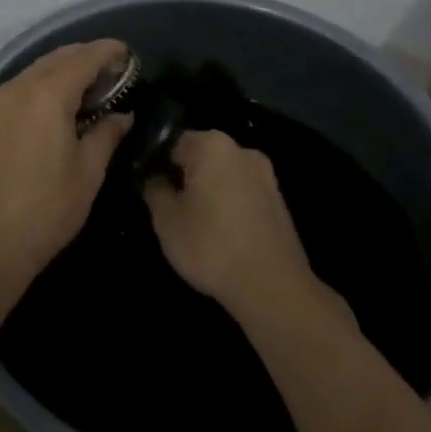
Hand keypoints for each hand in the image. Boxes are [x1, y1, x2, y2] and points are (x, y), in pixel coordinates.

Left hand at [0, 40, 133, 282]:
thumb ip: (107, 134)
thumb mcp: (88, 171)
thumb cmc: (47, 207)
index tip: (130, 54)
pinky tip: (69, 99)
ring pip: (42, 66)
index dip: (109, 51)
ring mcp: (4, 98)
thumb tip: (123, 115)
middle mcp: (23, 85)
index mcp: (49, 93)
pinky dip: (51, 79)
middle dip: (89, 56)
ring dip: (69, 66)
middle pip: (61, 56)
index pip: (85, 58)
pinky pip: (28, 81)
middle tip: (118, 71)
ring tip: (97, 84)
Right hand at [143, 130, 351, 330]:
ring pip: (223, 177)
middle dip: (185, 178)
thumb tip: (156, 179)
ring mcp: (266, 176)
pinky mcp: (280, 203)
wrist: (273, 289)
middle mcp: (242, 151)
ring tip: (197, 227)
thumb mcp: (166, 220)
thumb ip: (155, 190)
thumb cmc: (211, 246)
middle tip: (171, 210)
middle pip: (201, 157)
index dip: (157, 164)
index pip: (173, 142)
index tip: (151, 189)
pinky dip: (230, 208)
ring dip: (209, 193)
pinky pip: (243, 195)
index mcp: (212, 144)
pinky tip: (223, 237)